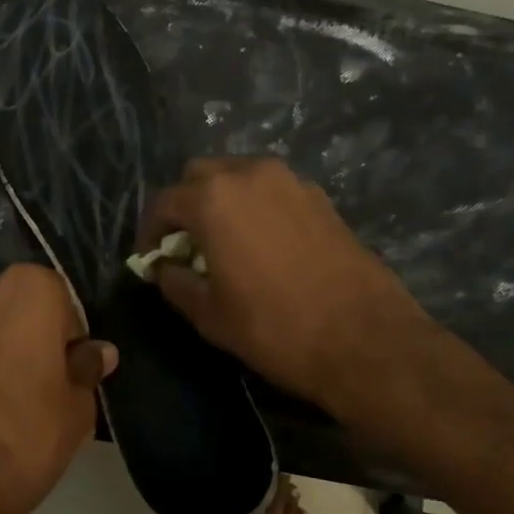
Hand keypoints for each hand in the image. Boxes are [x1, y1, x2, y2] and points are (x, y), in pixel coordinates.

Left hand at [0, 265, 115, 513]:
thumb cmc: (20, 442)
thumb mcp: (75, 413)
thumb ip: (86, 369)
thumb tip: (99, 351)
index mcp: (29, 290)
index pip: (58, 303)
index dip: (62, 339)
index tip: (59, 373)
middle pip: (5, 305)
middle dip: (12, 333)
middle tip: (16, 385)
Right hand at [138, 158, 428, 415]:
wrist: (364, 338)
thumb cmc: (274, 328)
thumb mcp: (209, 315)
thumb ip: (176, 282)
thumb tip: (164, 267)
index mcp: (213, 199)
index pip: (163, 202)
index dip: (150, 232)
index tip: (151, 259)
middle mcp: (249, 174)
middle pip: (200, 176)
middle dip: (185, 206)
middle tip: (186, 246)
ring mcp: (290, 181)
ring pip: (239, 177)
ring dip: (222, 202)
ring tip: (224, 244)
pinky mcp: (319, 197)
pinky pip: (272, 191)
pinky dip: (256, 207)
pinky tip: (263, 245)